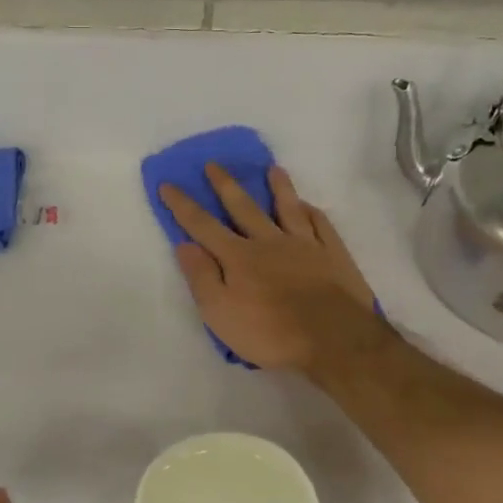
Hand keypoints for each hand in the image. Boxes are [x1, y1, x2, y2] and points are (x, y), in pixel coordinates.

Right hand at [158, 163, 386, 373]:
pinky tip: (308, 205)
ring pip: (288, 208)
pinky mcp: (333, 255)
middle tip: (213, 164)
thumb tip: (184, 244)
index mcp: (238, 257)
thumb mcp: (220, 313)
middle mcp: (269, 242)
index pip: (203, 226)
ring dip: (278, 187)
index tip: (168, 184)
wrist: (334, 338)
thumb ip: (201, 277)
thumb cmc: (270, 332)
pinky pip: (320, 224)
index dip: (183, 205)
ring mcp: (304, 245)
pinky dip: (311, 212)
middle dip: (225, 185)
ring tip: (272, 168)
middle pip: (243, 207)